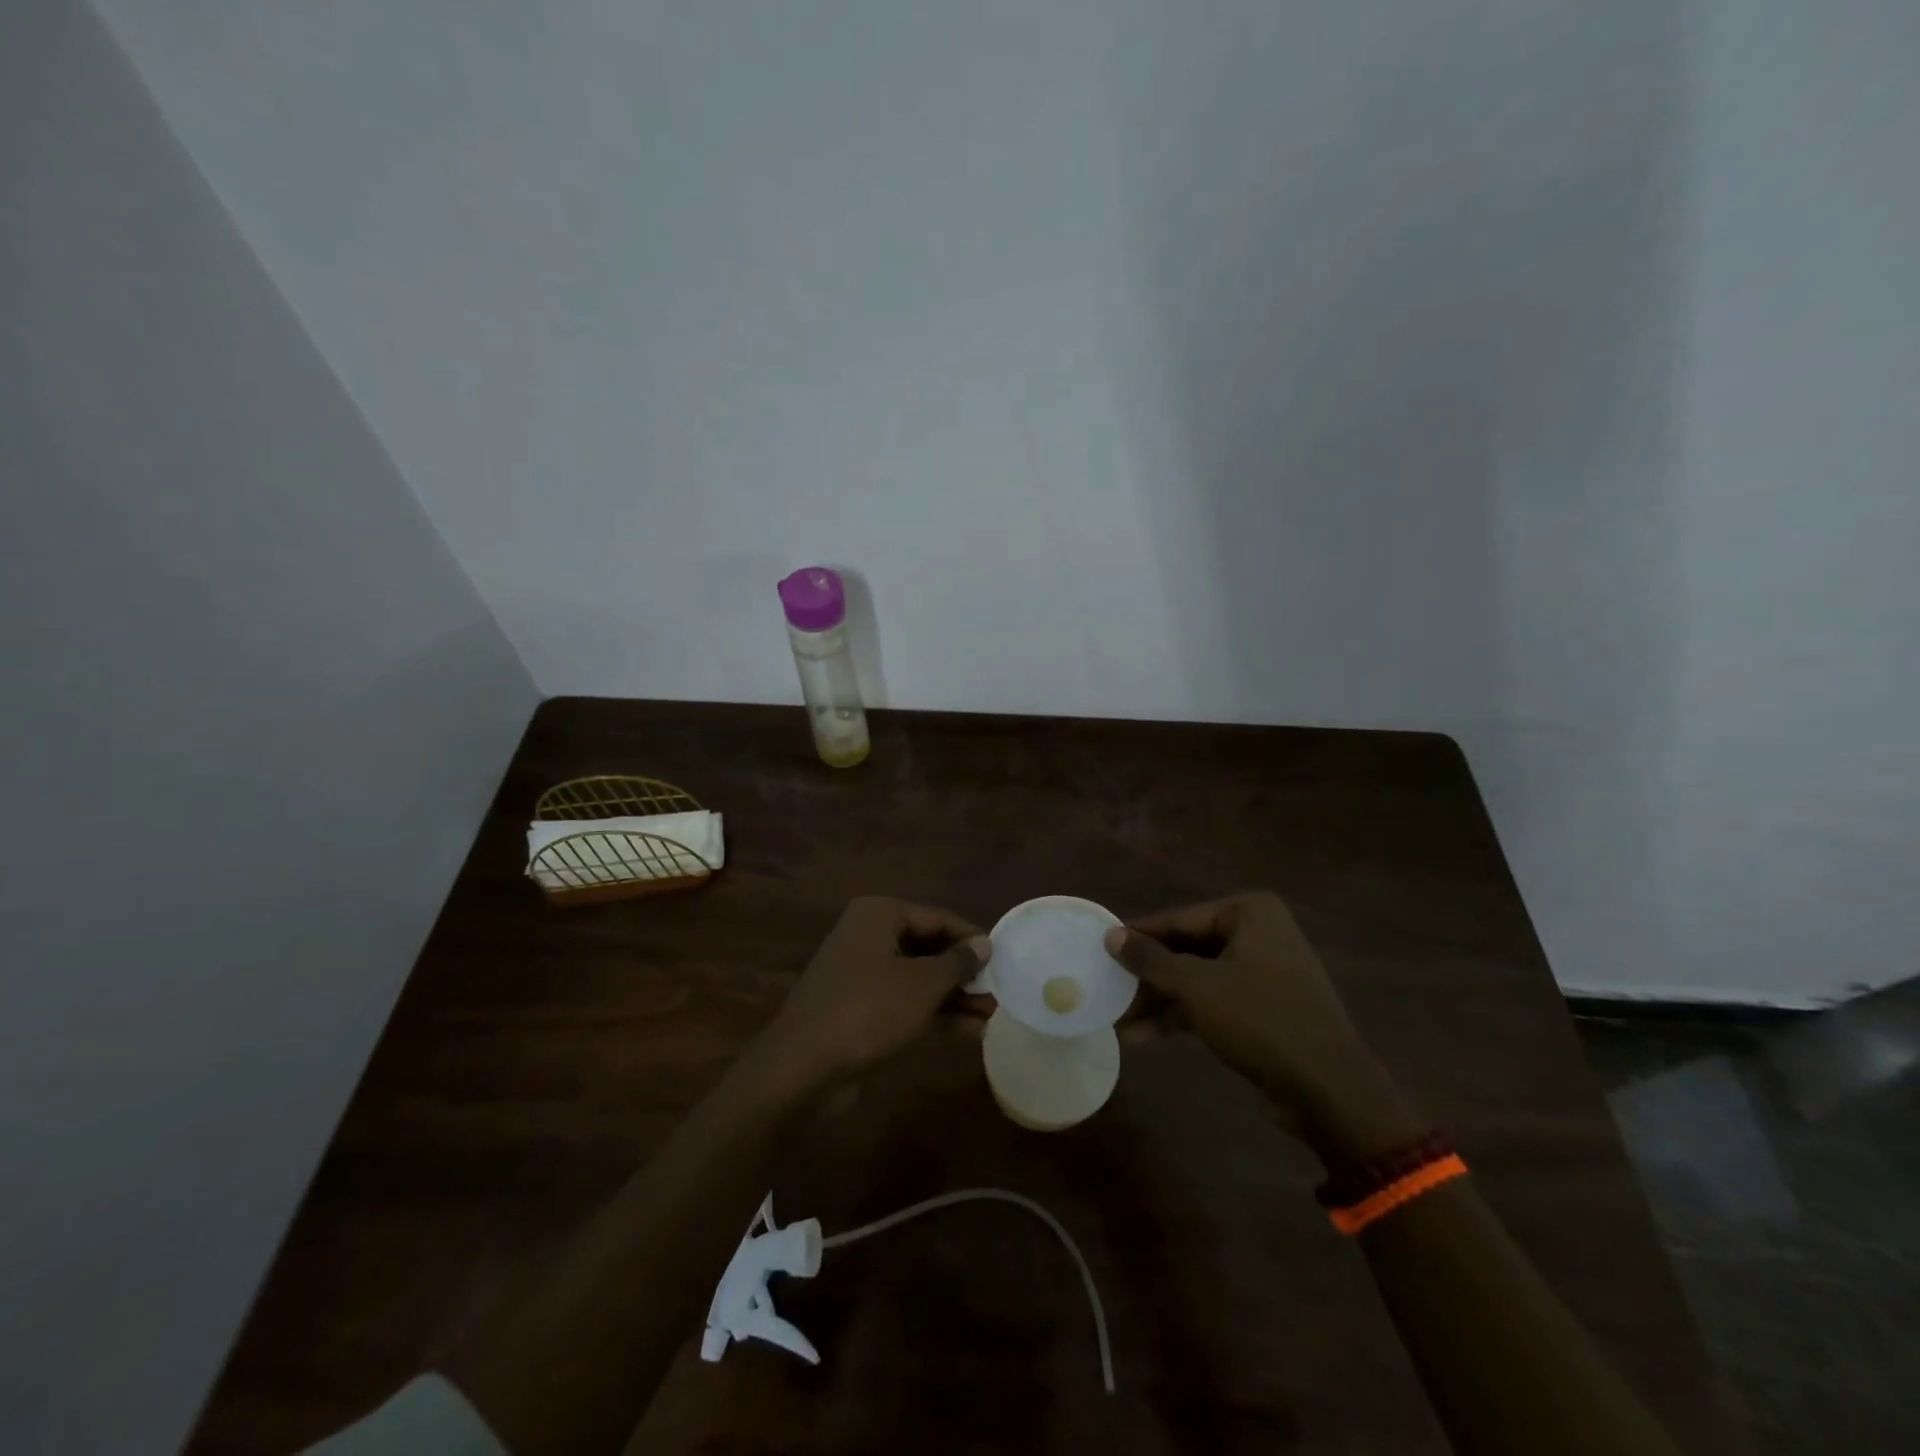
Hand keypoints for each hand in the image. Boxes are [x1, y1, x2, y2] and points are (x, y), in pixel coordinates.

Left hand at [765, 897, 989, 1088]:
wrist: (803, 1068)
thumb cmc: (869, 1010)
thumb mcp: (923, 984)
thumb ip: (957, 962)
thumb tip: (984, 943)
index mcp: (879, 915)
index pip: (937, 918)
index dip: (971, 938)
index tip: (1003, 959)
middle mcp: (868, 937)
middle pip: (928, 948)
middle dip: (963, 973)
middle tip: (998, 994)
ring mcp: (861, 975)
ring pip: (917, 979)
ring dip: (953, 997)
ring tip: (990, 1016)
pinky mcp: (859, 1010)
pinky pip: (904, 1003)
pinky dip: (933, 1014)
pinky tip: (967, 1033)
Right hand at [1106, 892, 1422, 1160]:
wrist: (1330, 1090)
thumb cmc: (1260, 1020)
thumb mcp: (1196, 987)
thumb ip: (1150, 959)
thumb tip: (1110, 934)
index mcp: (1249, 913)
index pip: (1178, 919)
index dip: (1137, 936)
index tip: (1099, 947)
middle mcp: (1258, 934)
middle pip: (1186, 949)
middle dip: (1146, 976)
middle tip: (1106, 988)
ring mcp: (1263, 973)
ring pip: (1196, 979)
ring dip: (1158, 1000)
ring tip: (1116, 1020)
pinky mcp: (1263, 1009)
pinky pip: (1212, 1002)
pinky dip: (1181, 1016)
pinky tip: (1143, 1036)